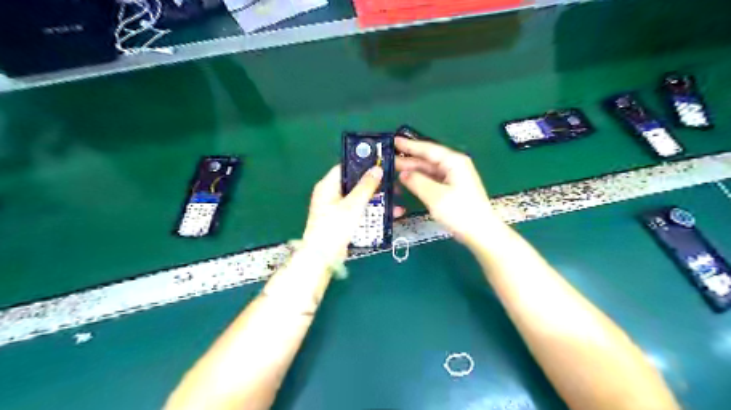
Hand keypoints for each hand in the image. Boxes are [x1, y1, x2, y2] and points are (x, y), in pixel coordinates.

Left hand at [302, 166, 405, 267]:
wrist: (324, 258)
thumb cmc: (335, 227)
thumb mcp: (353, 205)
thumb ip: (366, 186)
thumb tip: (377, 169)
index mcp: (328, 185)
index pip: (346, 166)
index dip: (363, 164)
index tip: (381, 163)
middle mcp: (331, 194)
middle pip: (355, 183)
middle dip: (375, 184)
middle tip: (393, 184)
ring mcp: (337, 208)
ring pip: (361, 198)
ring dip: (378, 199)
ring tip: (397, 199)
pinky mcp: (344, 220)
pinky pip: (360, 211)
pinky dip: (373, 211)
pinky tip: (391, 214)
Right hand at [394, 136, 503, 244]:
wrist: (481, 233)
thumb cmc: (460, 212)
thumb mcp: (435, 196)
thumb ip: (417, 182)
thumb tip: (403, 174)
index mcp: (453, 162)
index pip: (428, 149)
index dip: (410, 145)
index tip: (394, 141)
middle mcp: (454, 166)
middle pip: (428, 160)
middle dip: (408, 160)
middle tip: (388, 160)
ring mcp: (453, 178)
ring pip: (428, 171)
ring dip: (412, 171)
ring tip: (393, 171)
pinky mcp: (452, 190)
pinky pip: (432, 180)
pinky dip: (419, 181)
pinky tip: (407, 183)